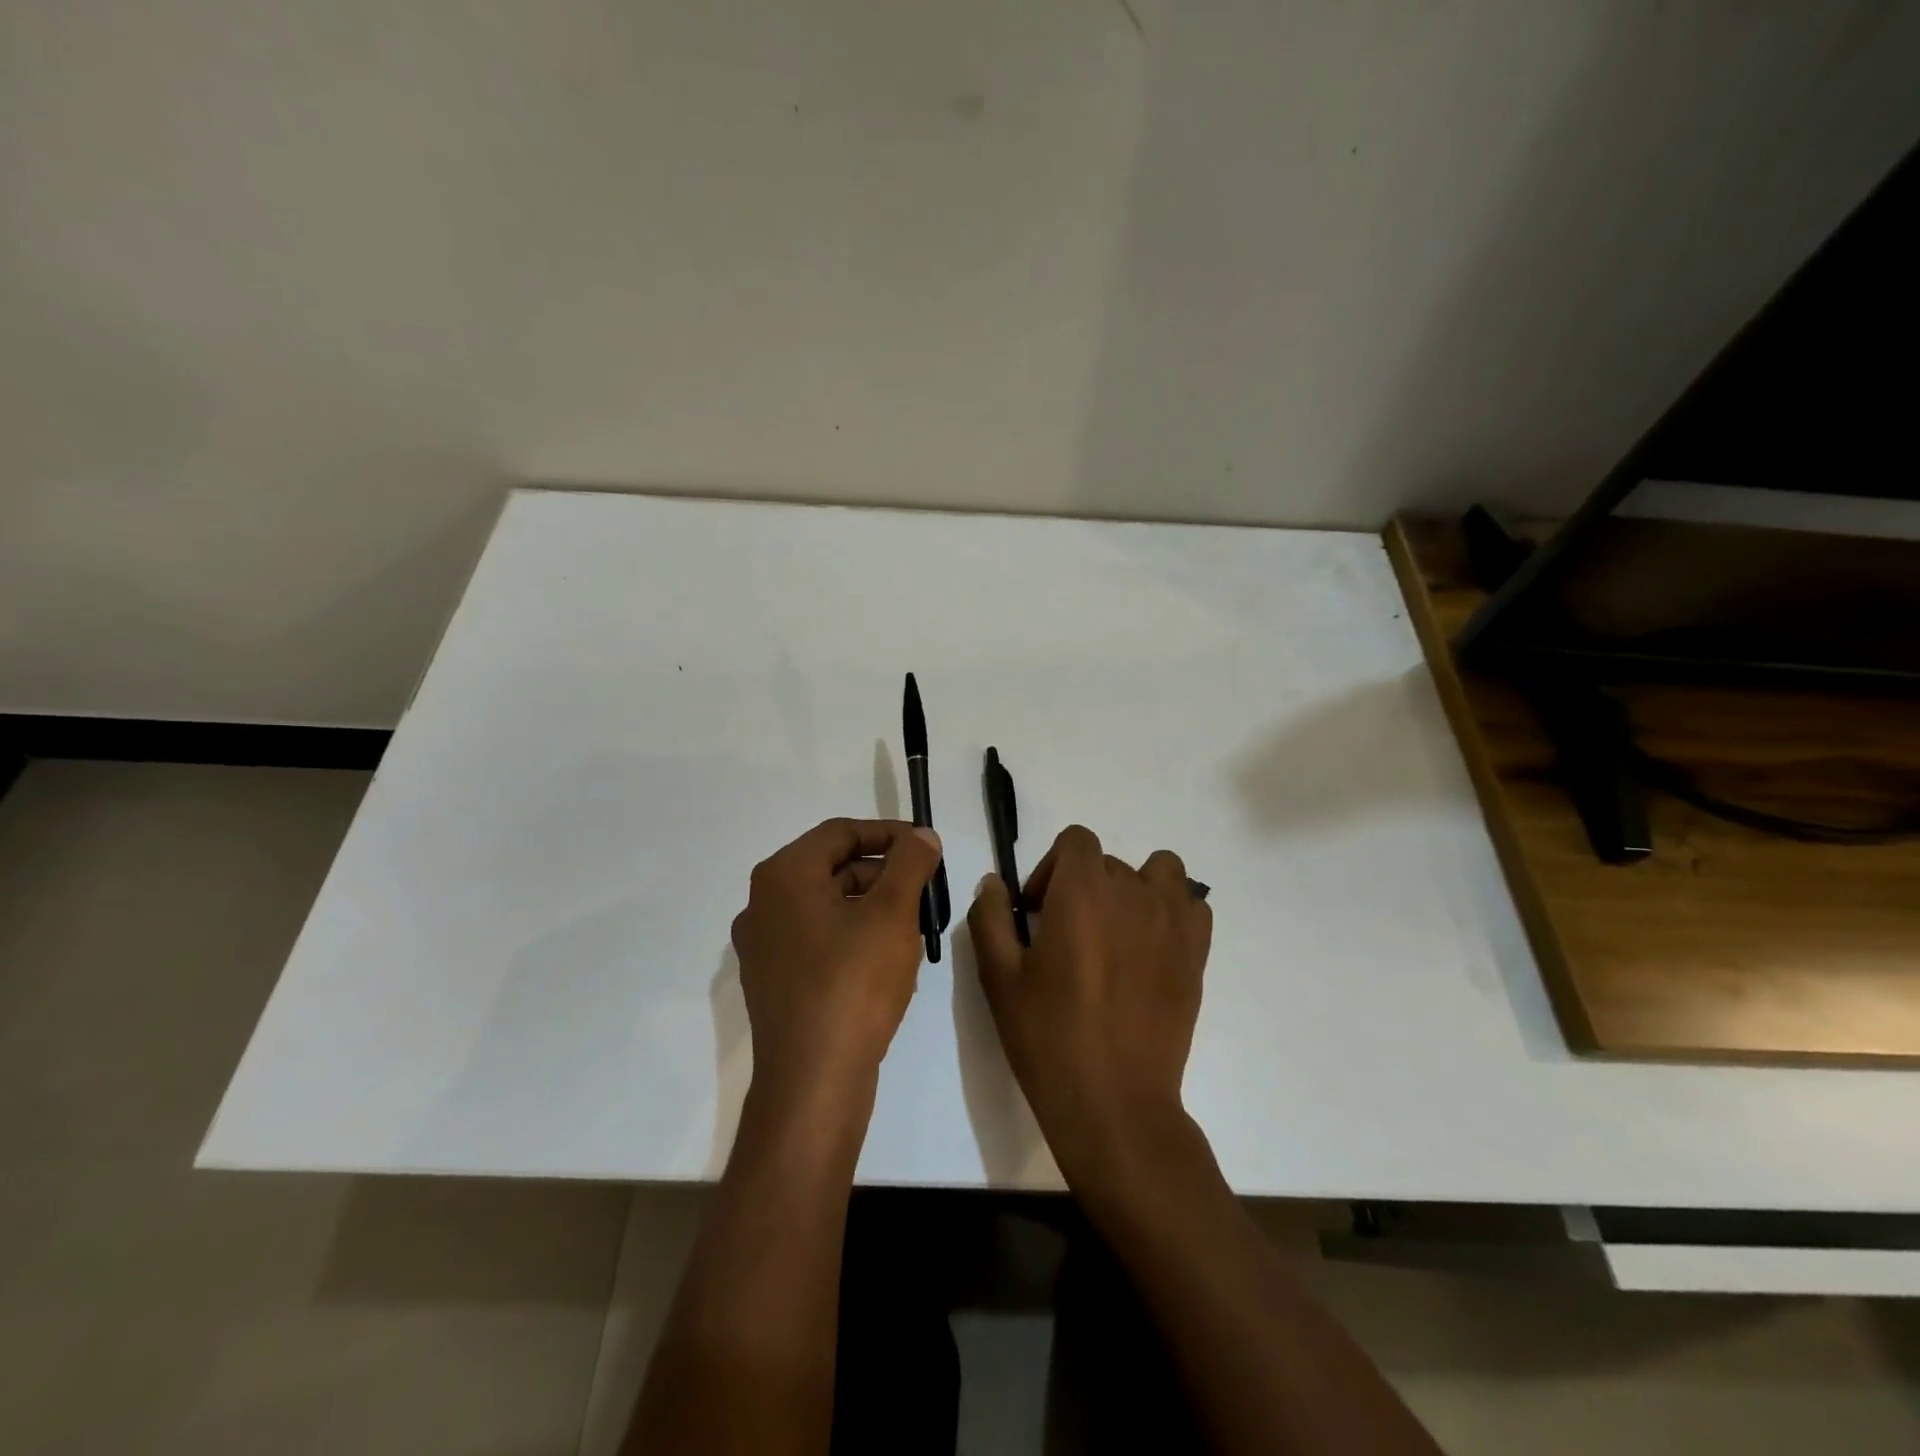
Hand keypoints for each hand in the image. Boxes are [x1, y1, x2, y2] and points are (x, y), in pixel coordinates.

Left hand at [731, 818, 943, 1104]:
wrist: (813, 1082)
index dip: (889, 833)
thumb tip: (922, 836)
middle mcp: (763, 904)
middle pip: (832, 867)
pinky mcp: (773, 981)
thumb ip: (910, 864)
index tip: (927, 847)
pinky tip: (888, 959)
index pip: (840, 833)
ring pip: (827, 906)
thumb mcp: (892, 914)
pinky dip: (853, 935)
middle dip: (884, 873)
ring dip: (872, 906)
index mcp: (783, 876)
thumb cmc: (853, 984)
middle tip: (926, 889)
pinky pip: (818, 940)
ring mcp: (764, 946)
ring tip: (915, 925)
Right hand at [968, 825, 1211, 1185]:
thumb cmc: (1048, 1036)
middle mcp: (1132, 892)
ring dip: (1136, 886)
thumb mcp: (998, 977)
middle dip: (1082, 887)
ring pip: (1159, 871)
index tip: (1037, 911)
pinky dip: (1173, 911)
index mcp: (1082, 891)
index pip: (1076, 840)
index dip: (1051, 867)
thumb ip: (990, 917)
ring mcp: (1171, 921)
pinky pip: (1192, 905)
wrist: (1114, 1101)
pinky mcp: (1196, 953)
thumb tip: (994, 883)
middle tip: (1066, 938)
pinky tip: (1151, 947)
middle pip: (1108, 862)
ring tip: (1117, 930)